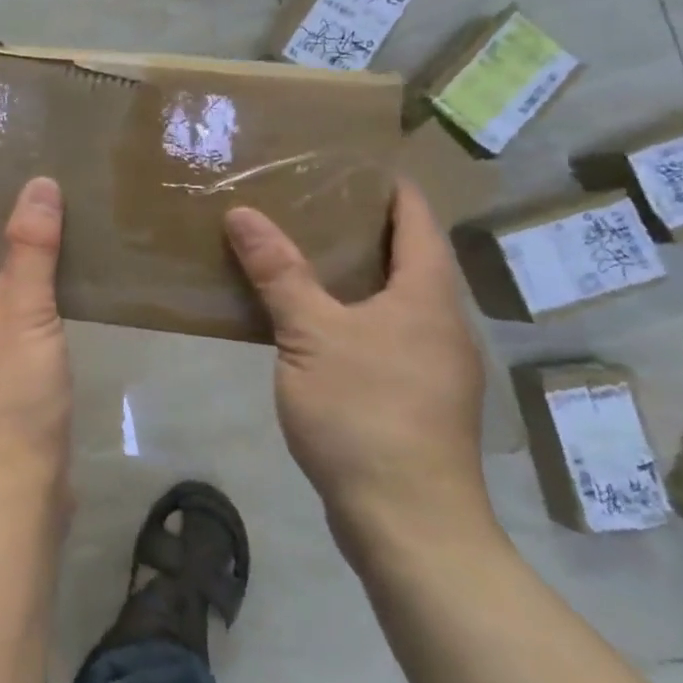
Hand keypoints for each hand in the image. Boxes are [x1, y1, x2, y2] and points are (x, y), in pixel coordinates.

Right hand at [224, 182, 493, 553]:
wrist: (408, 522)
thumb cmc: (365, 413)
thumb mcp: (310, 334)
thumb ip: (278, 272)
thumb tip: (242, 213)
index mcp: (427, 296)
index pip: (417, 219)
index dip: (388, 186)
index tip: (346, 160)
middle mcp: (440, 323)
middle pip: (407, 256)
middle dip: (360, 225)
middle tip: (302, 199)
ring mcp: (431, 363)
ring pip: (392, 297)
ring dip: (352, 271)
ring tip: (296, 249)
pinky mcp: (413, 396)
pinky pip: (381, 332)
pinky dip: (348, 310)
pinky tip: (306, 318)